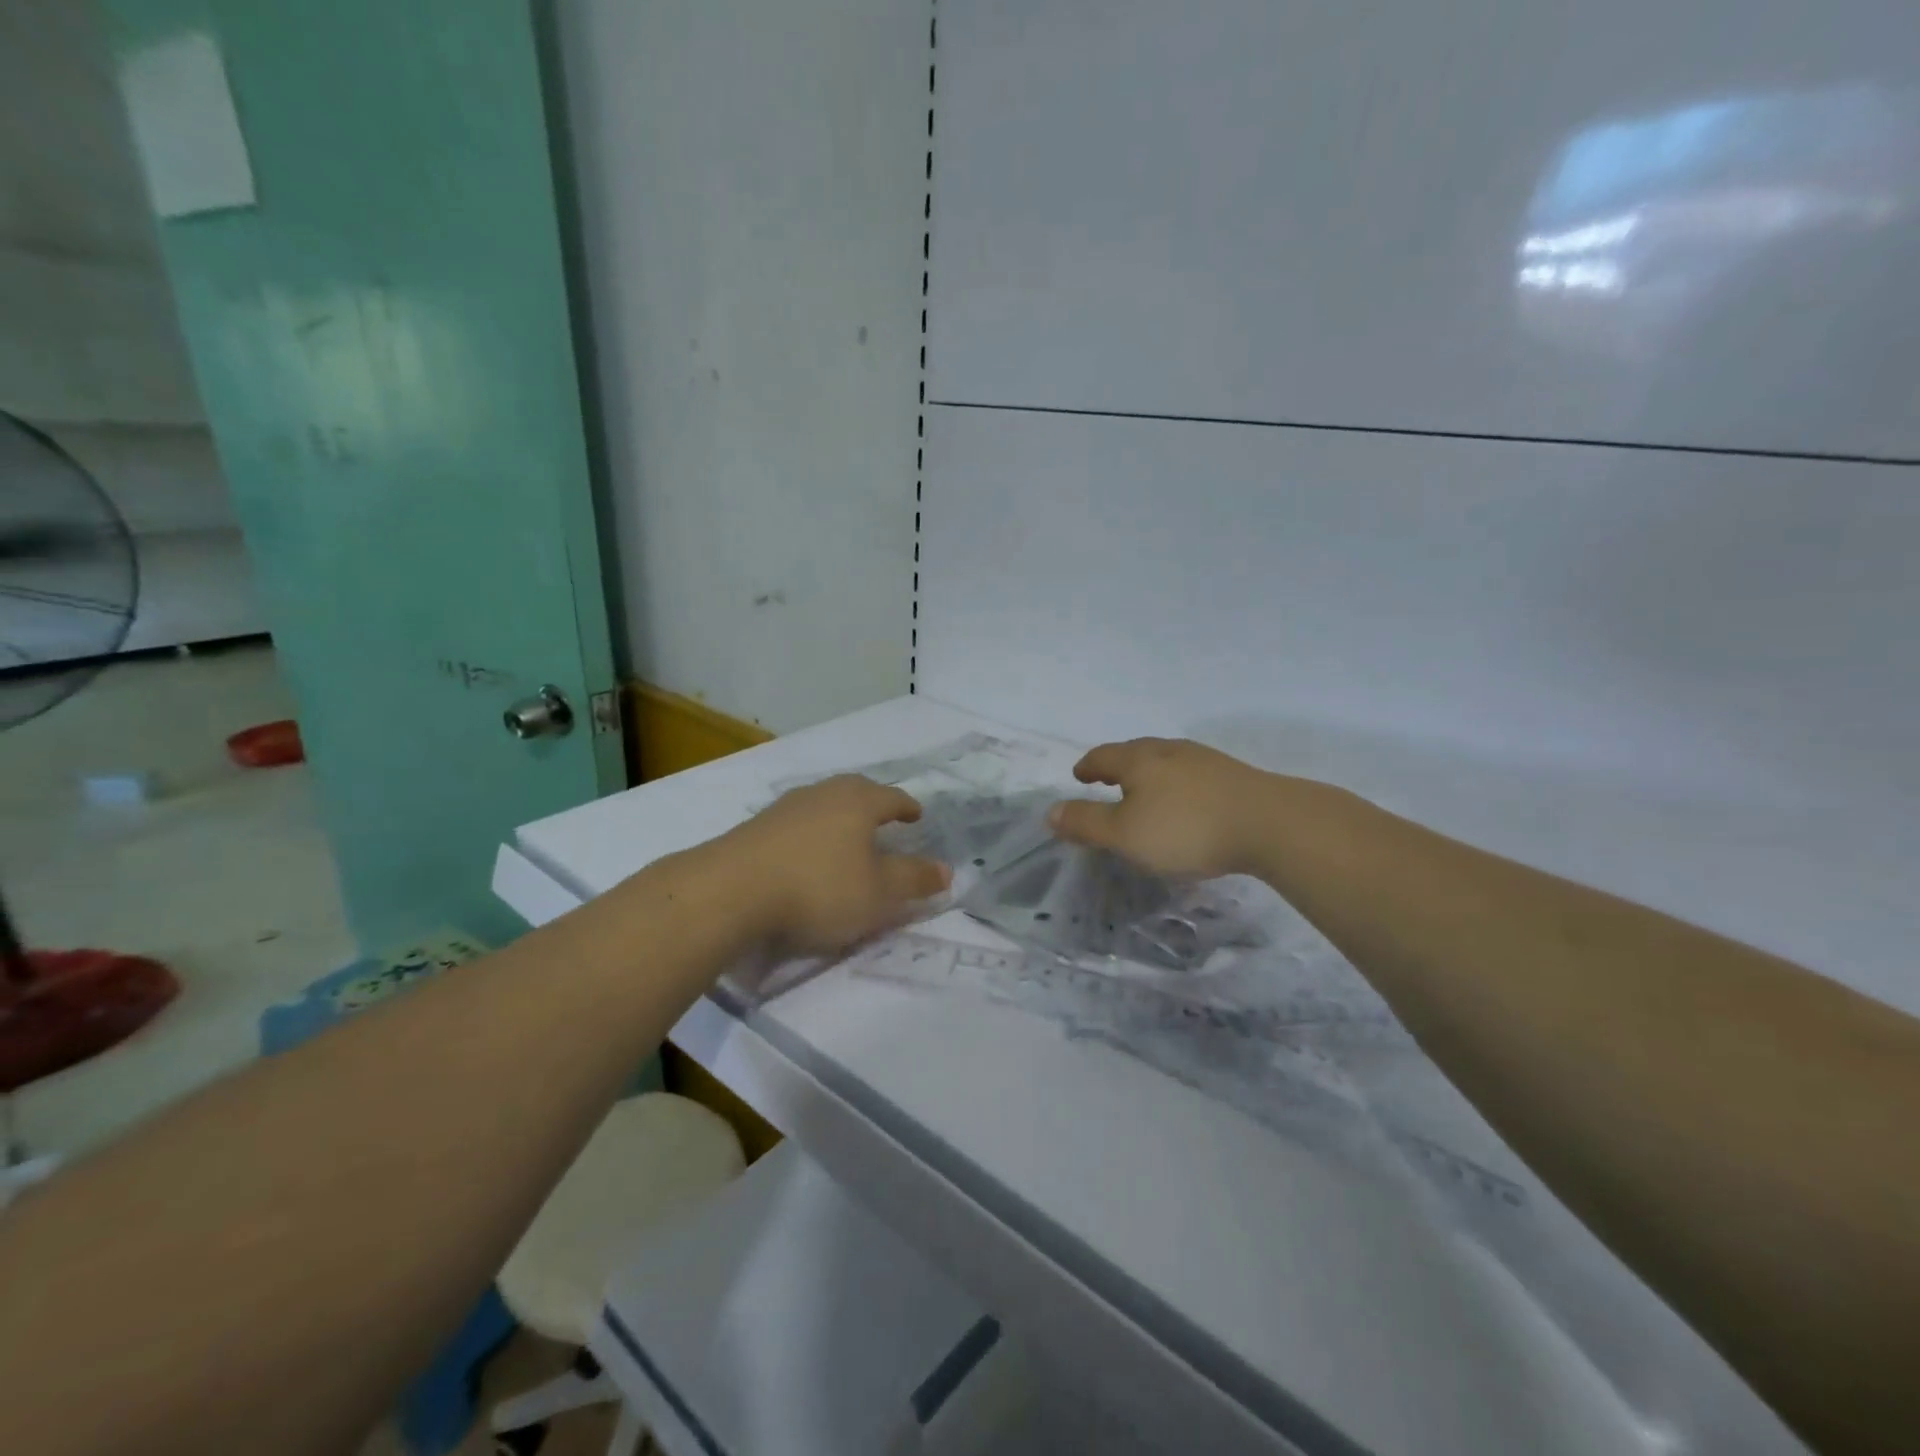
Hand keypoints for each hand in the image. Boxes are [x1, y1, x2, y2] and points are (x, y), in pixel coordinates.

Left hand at [722, 776, 950, 954]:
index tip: (916, 816)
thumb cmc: (818, 888)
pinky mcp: (755, 827)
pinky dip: (810, 833)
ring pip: (823, 804)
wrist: (730, 891)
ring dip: (839, 817)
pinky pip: (796, 822)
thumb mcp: (879, 894)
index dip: (907, 807)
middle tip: (884, 818)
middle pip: (855, 791)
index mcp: (858, 802)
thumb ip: (914, 880)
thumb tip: (948, 870)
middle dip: (873, 804)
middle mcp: (823, 794)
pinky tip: (805, 853)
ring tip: (846, 836)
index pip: (892, 797)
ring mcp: (785, 808)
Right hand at [1048, 738, 1282, 878]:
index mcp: (1139, 759)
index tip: (1078, 776)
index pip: (1103, 756)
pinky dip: (1176, 784)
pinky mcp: (1233, 776)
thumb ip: (1086, 823)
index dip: (1087, 767)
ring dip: (1149, 773)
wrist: (1270, 824)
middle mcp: (1170, 750)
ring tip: (1144, 791)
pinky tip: (1186, 802)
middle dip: (1117, 766)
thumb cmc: (1186, 829)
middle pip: (1135, 752)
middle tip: (1106, 780)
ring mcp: (1205, 760)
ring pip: (1166, 761)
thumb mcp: (1125, 834)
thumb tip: (1050, 812)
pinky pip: (1192, 774)